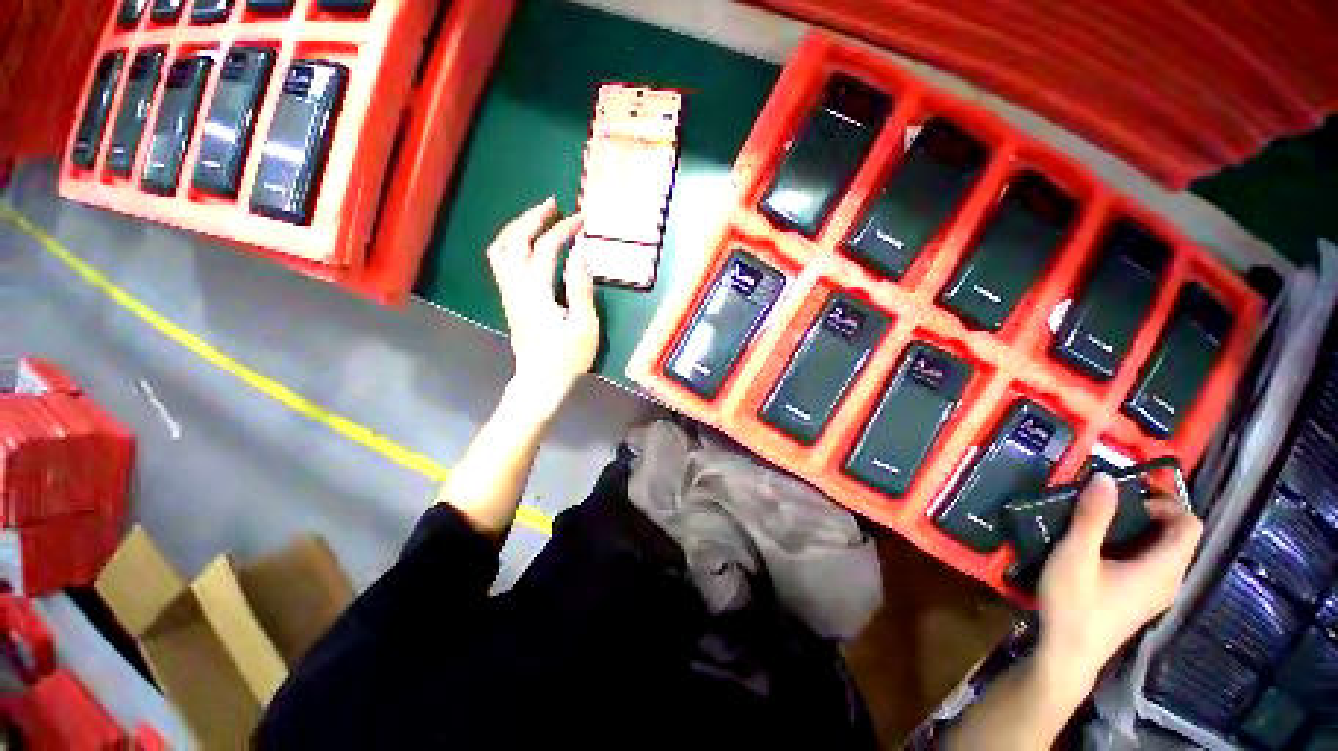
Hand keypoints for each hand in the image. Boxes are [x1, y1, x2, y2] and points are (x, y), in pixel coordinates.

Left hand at [486, 197, 598, 414]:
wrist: (541, 381)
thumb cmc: (568, 357)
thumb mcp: (584, 325)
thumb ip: (581, 287)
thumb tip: (581, 252)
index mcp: (536, 291)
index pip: (546, 248)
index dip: (563, 230)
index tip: (582, 220)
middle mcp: (515, 286)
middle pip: (514, 240)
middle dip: (533, 217)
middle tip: (553, 204)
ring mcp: (508, 293)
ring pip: (500, 249)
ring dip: (517, 227)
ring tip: (537, 217)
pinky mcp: (509, 300)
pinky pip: (500, 261)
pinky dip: (511, 242)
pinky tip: (526, 242)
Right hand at [1035, 474, 1203, 692]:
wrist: (1068, 654)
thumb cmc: (1075, 604)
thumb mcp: (1076, 555)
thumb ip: (1093, 517)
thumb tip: (1105, 477)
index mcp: (1163, 569)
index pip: (1190, 525)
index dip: (1167, 502)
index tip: (1129, 494)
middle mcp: (1169, 580)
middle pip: (1178, 536)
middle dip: (1149, 512)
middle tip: (1107, 503)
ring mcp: (1156, 594)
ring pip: (1163, 551)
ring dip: (1139, 530)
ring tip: (1100, 522)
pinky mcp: (1140, 601)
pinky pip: (1151, 564)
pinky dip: (1133, 547)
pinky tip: (1100, 551)